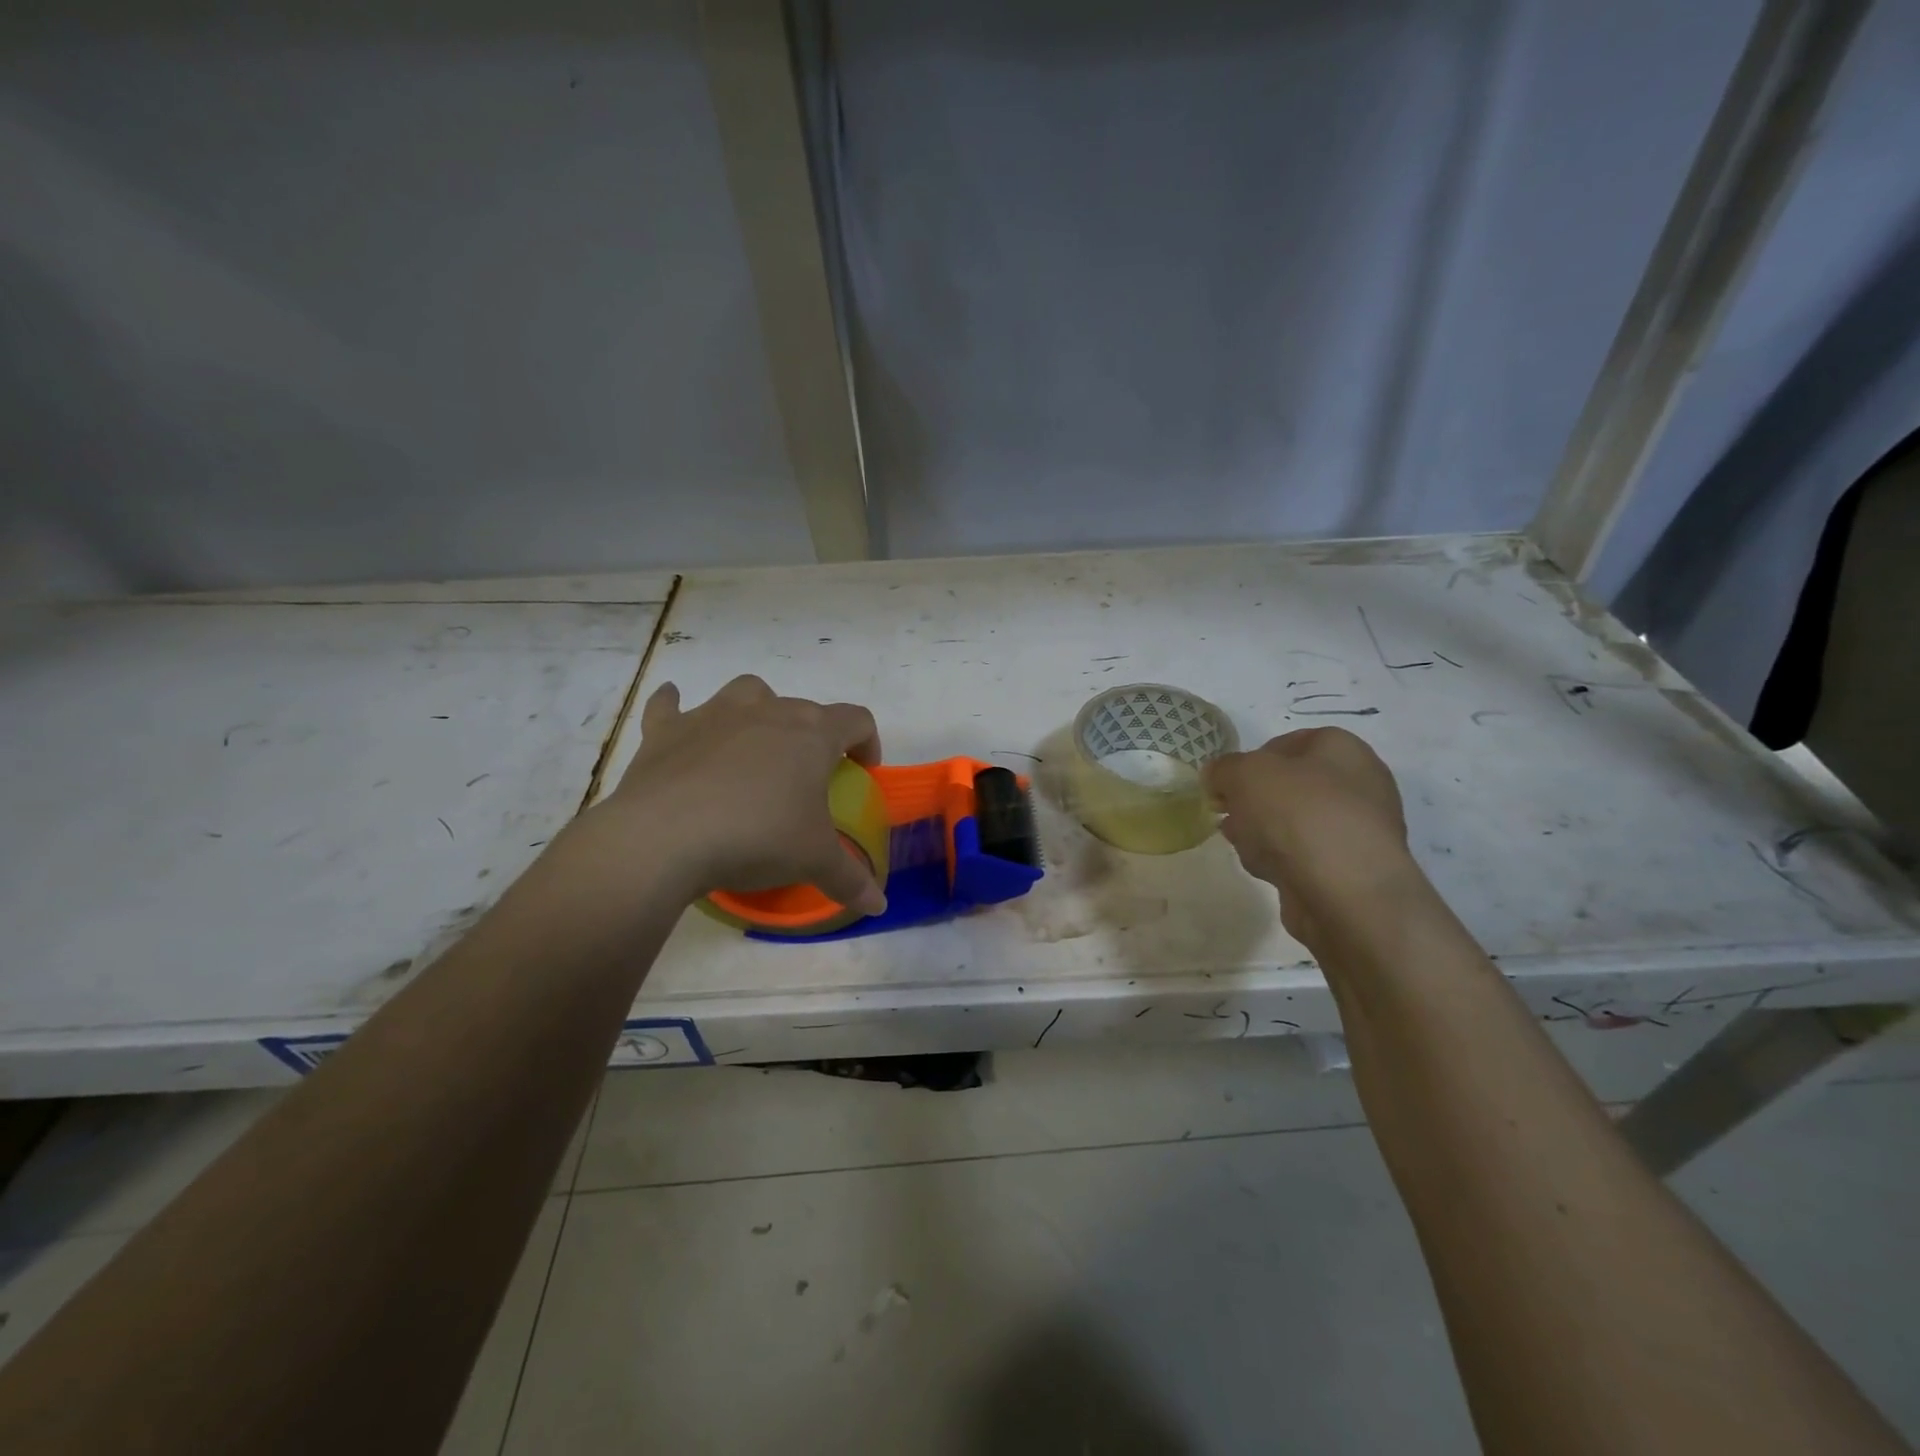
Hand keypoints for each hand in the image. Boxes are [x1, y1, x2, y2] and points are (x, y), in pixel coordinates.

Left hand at [592, 675, 887, 914]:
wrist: (665, 838)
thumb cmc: (757, 838)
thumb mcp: (813, 862)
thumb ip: (850, 879)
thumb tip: (878, 904)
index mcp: (811, 734)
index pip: (856, 720)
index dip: (867, 742)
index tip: (863, 771)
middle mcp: (767, 710)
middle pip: (803, 708)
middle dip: (811, 736)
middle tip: (806, 779)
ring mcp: (713, 714)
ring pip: (747, 692)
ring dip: (756, 711)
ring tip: (753, 745)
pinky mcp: (666, 730)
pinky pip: (669, 705)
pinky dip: (674, 706)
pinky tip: (674, 711)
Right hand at [1204, 727, 1416, 944]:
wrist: (1346, 893)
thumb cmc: (1298, 815)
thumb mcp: (1244, 774)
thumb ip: (1223, 769)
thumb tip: (1217, 777)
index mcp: (1342, 749)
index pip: (1286, 743)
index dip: (1249, 761)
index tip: (1225, 784)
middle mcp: (1358, 784)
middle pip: (1287, 786)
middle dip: (1252, 801)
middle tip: (1229, 815)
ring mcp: (1357, 830)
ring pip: (1292, 823)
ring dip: (1261, 832)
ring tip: (1245, 846)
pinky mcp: (1349, 870)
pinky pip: (1303, 856)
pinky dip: (1281, 861)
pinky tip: (1267, 871)